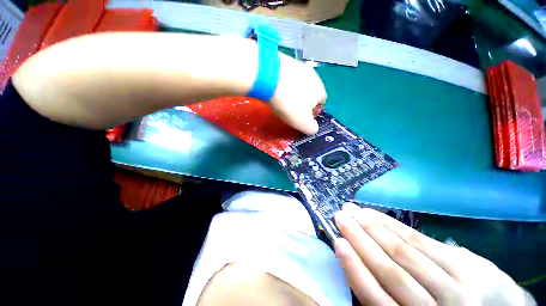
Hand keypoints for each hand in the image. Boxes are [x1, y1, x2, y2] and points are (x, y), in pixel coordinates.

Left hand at [269, 53, 326, 134]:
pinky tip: (275, 87)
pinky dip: (284, 82)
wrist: (270, 78)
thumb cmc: (289, 104)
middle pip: (311, 92)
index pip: (321, 103)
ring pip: (300, 83)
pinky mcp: (287, 60)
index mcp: (320, 91)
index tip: (300, 116)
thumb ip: (312, 128)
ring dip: (294, 91)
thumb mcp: (302, 123)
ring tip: (282, 97)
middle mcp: (314, 76)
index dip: (312, 111)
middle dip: (303, 100)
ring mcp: (301, 66)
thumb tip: (314, 128)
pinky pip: (289, 76)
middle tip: (290, 107)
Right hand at [334, 203, 534, 305]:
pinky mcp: (470, 266)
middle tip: (340, 216)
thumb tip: (358, 270)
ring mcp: (459, 288)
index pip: (377, 298)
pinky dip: (396, 227)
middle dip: (360, 239)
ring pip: (406, 253)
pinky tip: (378, 215)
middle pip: (391, 271)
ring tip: (353, 210)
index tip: (337, 242)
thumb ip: (390, 300)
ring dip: (374, 228)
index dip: (354, 269)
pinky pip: (424, 242)